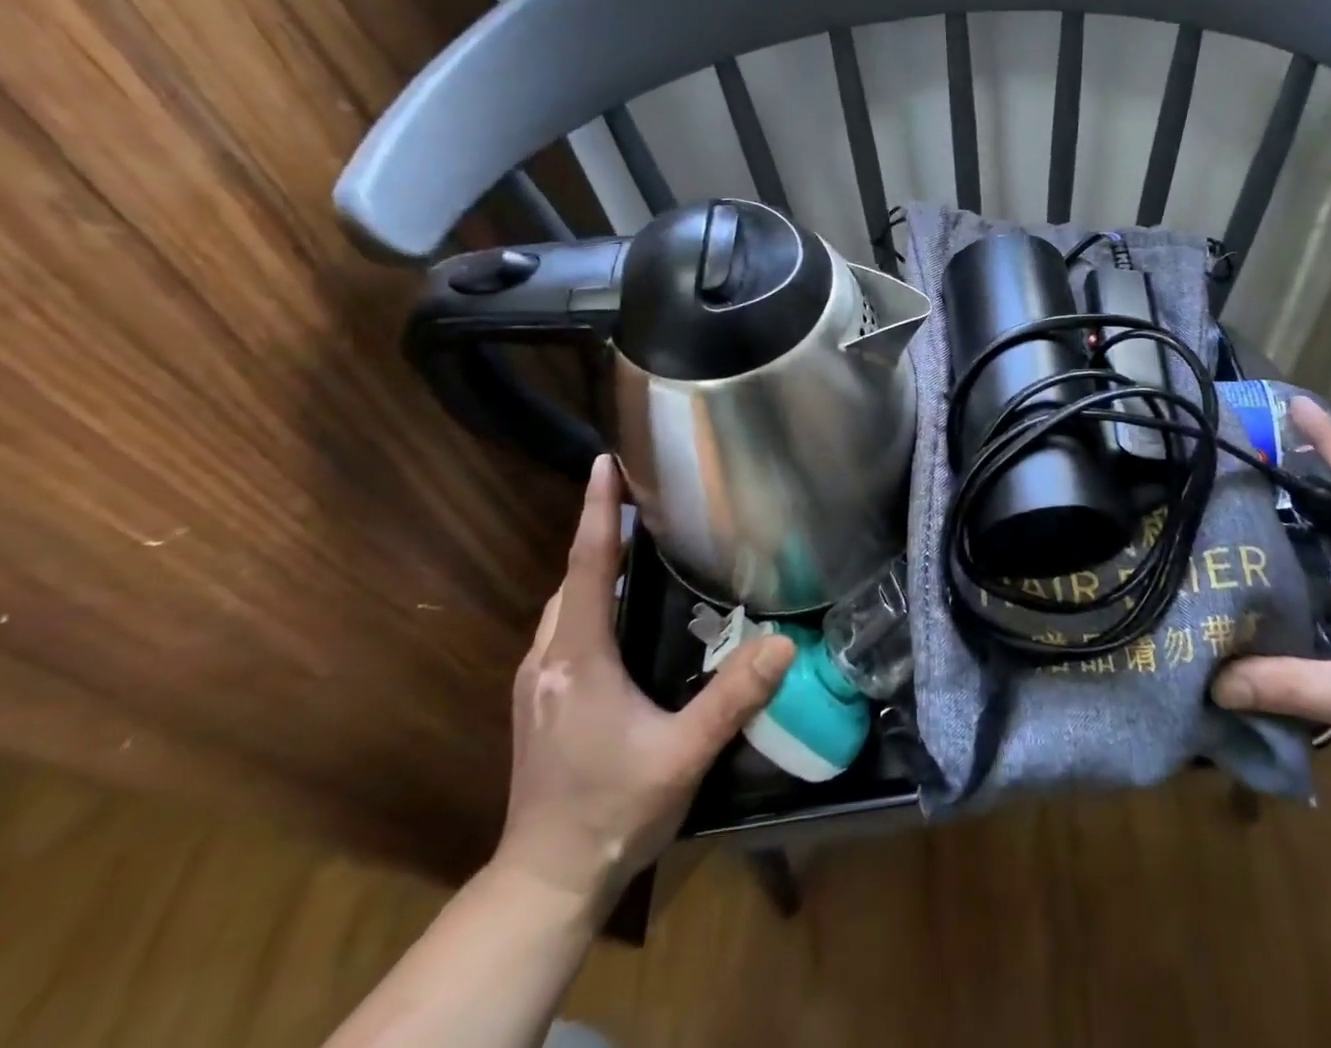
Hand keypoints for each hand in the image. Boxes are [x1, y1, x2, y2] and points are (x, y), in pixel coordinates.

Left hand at [494, 455, 794, 910]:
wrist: (546, 881)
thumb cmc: (612, 810)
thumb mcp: (683, 755)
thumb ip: (733, 698)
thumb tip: (783, 643)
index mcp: (579, 659)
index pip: (587, 567)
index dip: (596, 511)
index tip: (604, 462)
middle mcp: (548, 660)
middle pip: (572, 579)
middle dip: (599, 534)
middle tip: (642, 502)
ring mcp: (535, 683)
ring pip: (563, 606)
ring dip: (593, 569)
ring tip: (636, 548)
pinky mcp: (537, 703)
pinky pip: (563, 630)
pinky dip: (588, 602)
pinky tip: (618, 615)